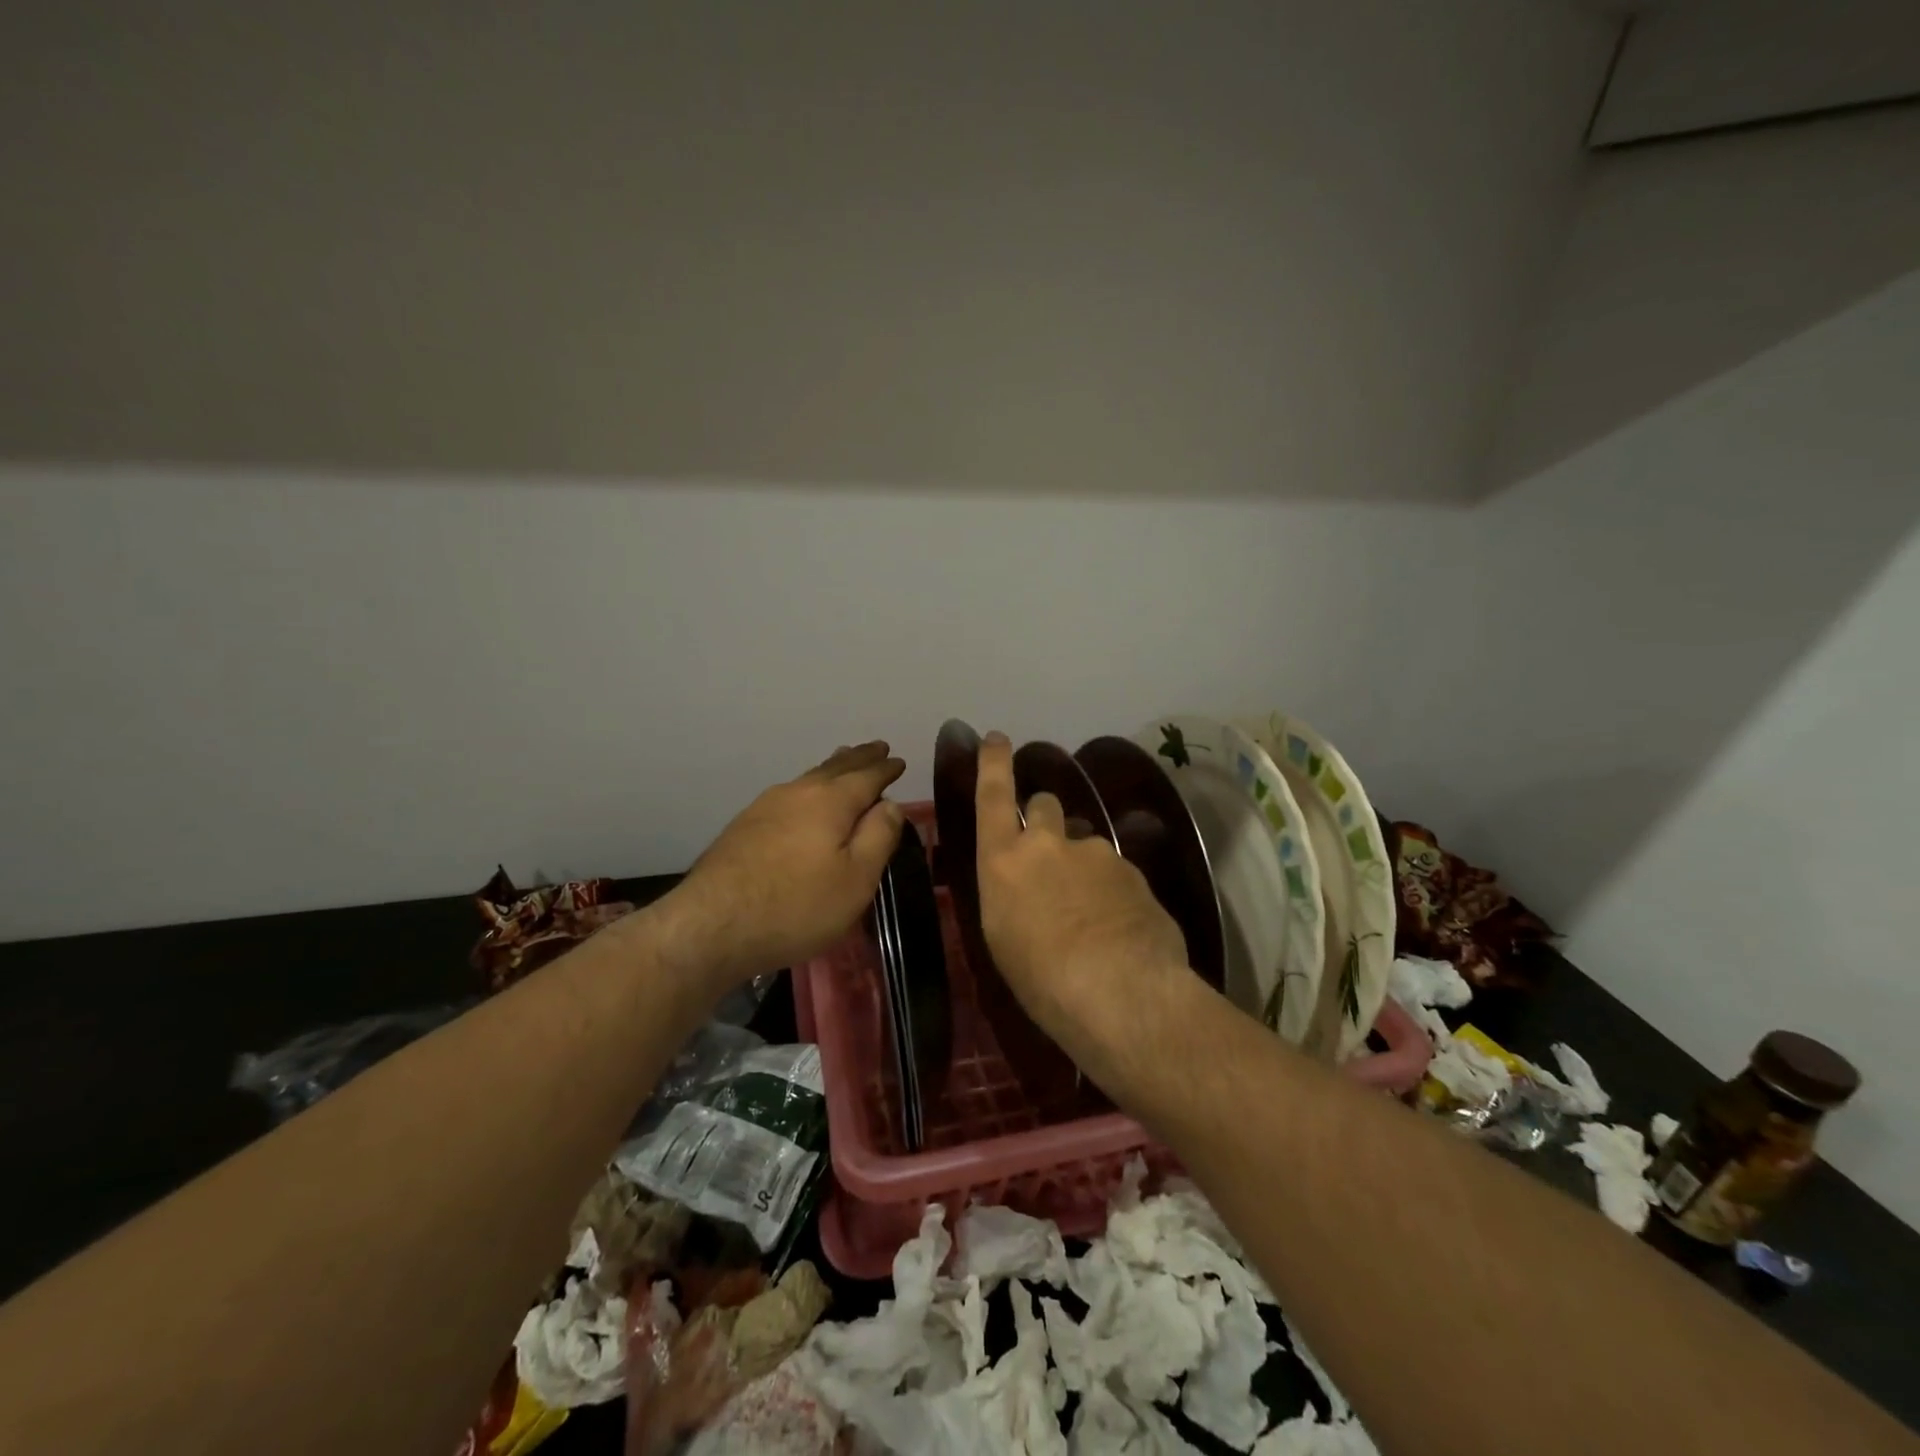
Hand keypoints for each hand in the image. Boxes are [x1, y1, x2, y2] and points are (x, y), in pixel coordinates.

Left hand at [658, 742, 905, 996]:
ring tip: (843, 760)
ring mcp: (765, 807)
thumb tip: (890, 804)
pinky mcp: (743, 827)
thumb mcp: (856, 879)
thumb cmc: (796, 906)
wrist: (711, 926)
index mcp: (830, 801)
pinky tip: (803, 798)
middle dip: (859, 758)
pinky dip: (808, 788)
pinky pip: (788, 795)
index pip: (866, 776)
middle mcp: (797, 793)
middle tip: (876, 747)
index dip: (885, 769)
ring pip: (808, 778)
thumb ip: (878, 837)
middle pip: (835, 768)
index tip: (898, 760)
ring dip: (832, 768)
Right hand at [973, 732, 1189, 1039]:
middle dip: (1044, 818)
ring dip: (1082, 862)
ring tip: (1090, 911)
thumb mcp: (1004, 938)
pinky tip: (1118, 927)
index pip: (993, 796)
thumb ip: (1010, 896)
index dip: (994, 763)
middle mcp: (1048, 844)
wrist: (1121, 992)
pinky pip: (1115, 871)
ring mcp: (1095, 852)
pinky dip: (1112, 890)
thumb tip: (1022, 888)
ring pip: (1084, 842)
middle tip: (1050, 855)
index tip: (997, 737)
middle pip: (1044, 805)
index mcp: (1003, 860)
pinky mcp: (1132, 870)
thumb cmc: (1041, 979)